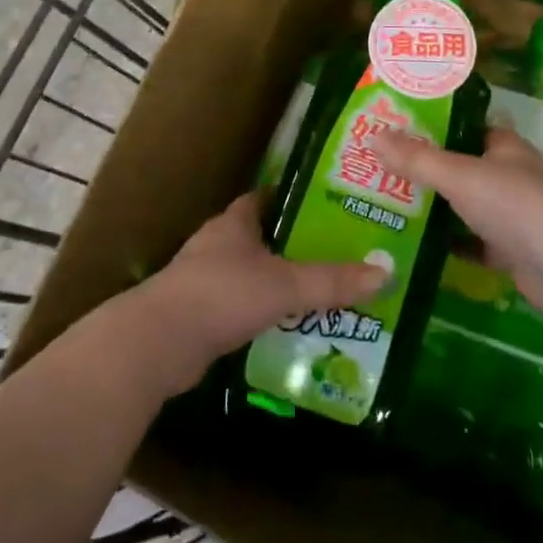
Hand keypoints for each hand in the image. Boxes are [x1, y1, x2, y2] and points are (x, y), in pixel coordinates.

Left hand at [136, 192, 389, 391]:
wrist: (158, 343)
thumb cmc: (222, 295)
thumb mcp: (284, 285)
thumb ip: (331, 281)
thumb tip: (384, 273)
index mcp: (233, 224)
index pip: (264, 199)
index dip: (290, 200)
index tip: (322, 206)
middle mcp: (215, 245)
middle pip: (257, 237)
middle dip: (289, 244)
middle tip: (330, 253)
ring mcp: (202, 280)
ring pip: (246, 273)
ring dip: (273, 281)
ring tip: (313, 292)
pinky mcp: (196, 315)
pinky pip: (236, 306)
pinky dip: (257, 312)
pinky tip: (283, 327)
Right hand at [376, 129, 542, 322]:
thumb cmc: (512, 203)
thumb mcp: (457, 175)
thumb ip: (416, 158)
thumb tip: (373, 136)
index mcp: (504, 147)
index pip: (467, 129)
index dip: (435, 129)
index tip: (398, 134)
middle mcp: (511, 176)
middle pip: (464, 170)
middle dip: (429, 173)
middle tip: (384, 174)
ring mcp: (514, 216)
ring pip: (467, 208)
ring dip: (438, 211)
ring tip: (392, 208)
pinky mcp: (513, 253)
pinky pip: (474, 245)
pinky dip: (452, 246)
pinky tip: (420, 248)